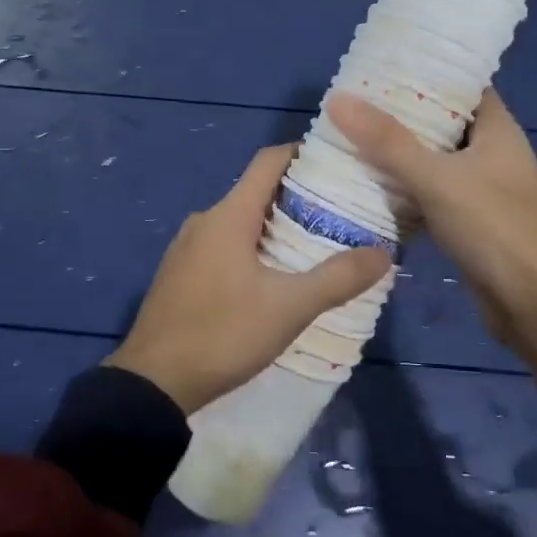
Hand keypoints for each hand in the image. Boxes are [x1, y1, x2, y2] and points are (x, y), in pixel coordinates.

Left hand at [107, 144, 392, 414]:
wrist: (152, 384)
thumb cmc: (223, 334)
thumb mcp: (288, 308)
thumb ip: (337, 278)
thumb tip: (384, 253)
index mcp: (228, 215)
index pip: (268, 161)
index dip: (303, 153)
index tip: (337, 161)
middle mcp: (204, 221)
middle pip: (256, 191)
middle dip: (297, 196)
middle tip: (339, 211)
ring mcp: (187, 248)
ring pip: (240, 222)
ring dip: (275, 226)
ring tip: (315, 244)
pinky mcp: (180, 274)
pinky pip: (223, 246)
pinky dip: (252, 248)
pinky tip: (274, 277)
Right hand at [327, 88, 536, 407]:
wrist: (534, 305)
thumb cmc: (494, 229)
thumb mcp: (436, 179)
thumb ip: (387, 142)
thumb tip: (338, 99)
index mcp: (498, 130)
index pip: (463, 86)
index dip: (426, 72)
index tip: (383, 66)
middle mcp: (493, 153)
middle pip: (443, 122)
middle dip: (402, 114)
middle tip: (354, 103)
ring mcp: (483, 189)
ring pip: (434, 160)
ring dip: (400, 154)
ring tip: (352, 138)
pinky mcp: (471, 221)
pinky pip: (432, 193)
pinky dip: (406, 188)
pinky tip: (369, 186)